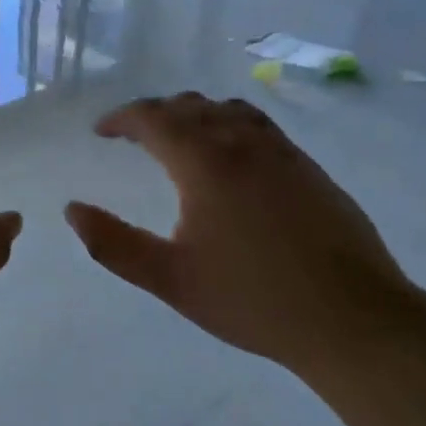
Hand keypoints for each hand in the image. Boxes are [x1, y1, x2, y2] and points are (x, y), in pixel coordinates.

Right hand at [64, 93, 411, 372]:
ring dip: (194, 114)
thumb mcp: (170, 279)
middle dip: (154, 113)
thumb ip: (114, 244)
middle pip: (190, 106)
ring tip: (179, 138)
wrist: (353, 319)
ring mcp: (283, 154)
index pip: (154, 118)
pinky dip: (230, 125)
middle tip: (133, 136)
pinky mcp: (310, 170)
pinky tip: (231, 158)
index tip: (101, 131)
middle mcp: (243, 144)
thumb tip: (72, 210)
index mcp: (205, 164)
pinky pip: (260, 127)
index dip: (122, 118)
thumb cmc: (253, 300)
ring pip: (229, 110)